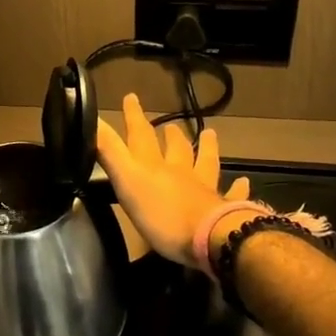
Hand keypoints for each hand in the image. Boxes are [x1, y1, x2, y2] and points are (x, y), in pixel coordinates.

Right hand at [95, 94, 250, 267]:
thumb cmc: (162, 214)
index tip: (131, 97)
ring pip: (206, 163)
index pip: (141, 135)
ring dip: (207, 148)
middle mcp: (181, 172)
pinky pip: (232, 193)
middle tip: (170, 124)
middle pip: (176, 148)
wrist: (209, 238)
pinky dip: (237, 187)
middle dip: (170, 135)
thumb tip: (92, 119)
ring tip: (210, 134)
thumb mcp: (127, 181)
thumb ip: (110, 152)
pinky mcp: (223, 208)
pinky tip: (243, 181)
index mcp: (154, 166)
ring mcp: (204, 189)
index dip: (134, 116)